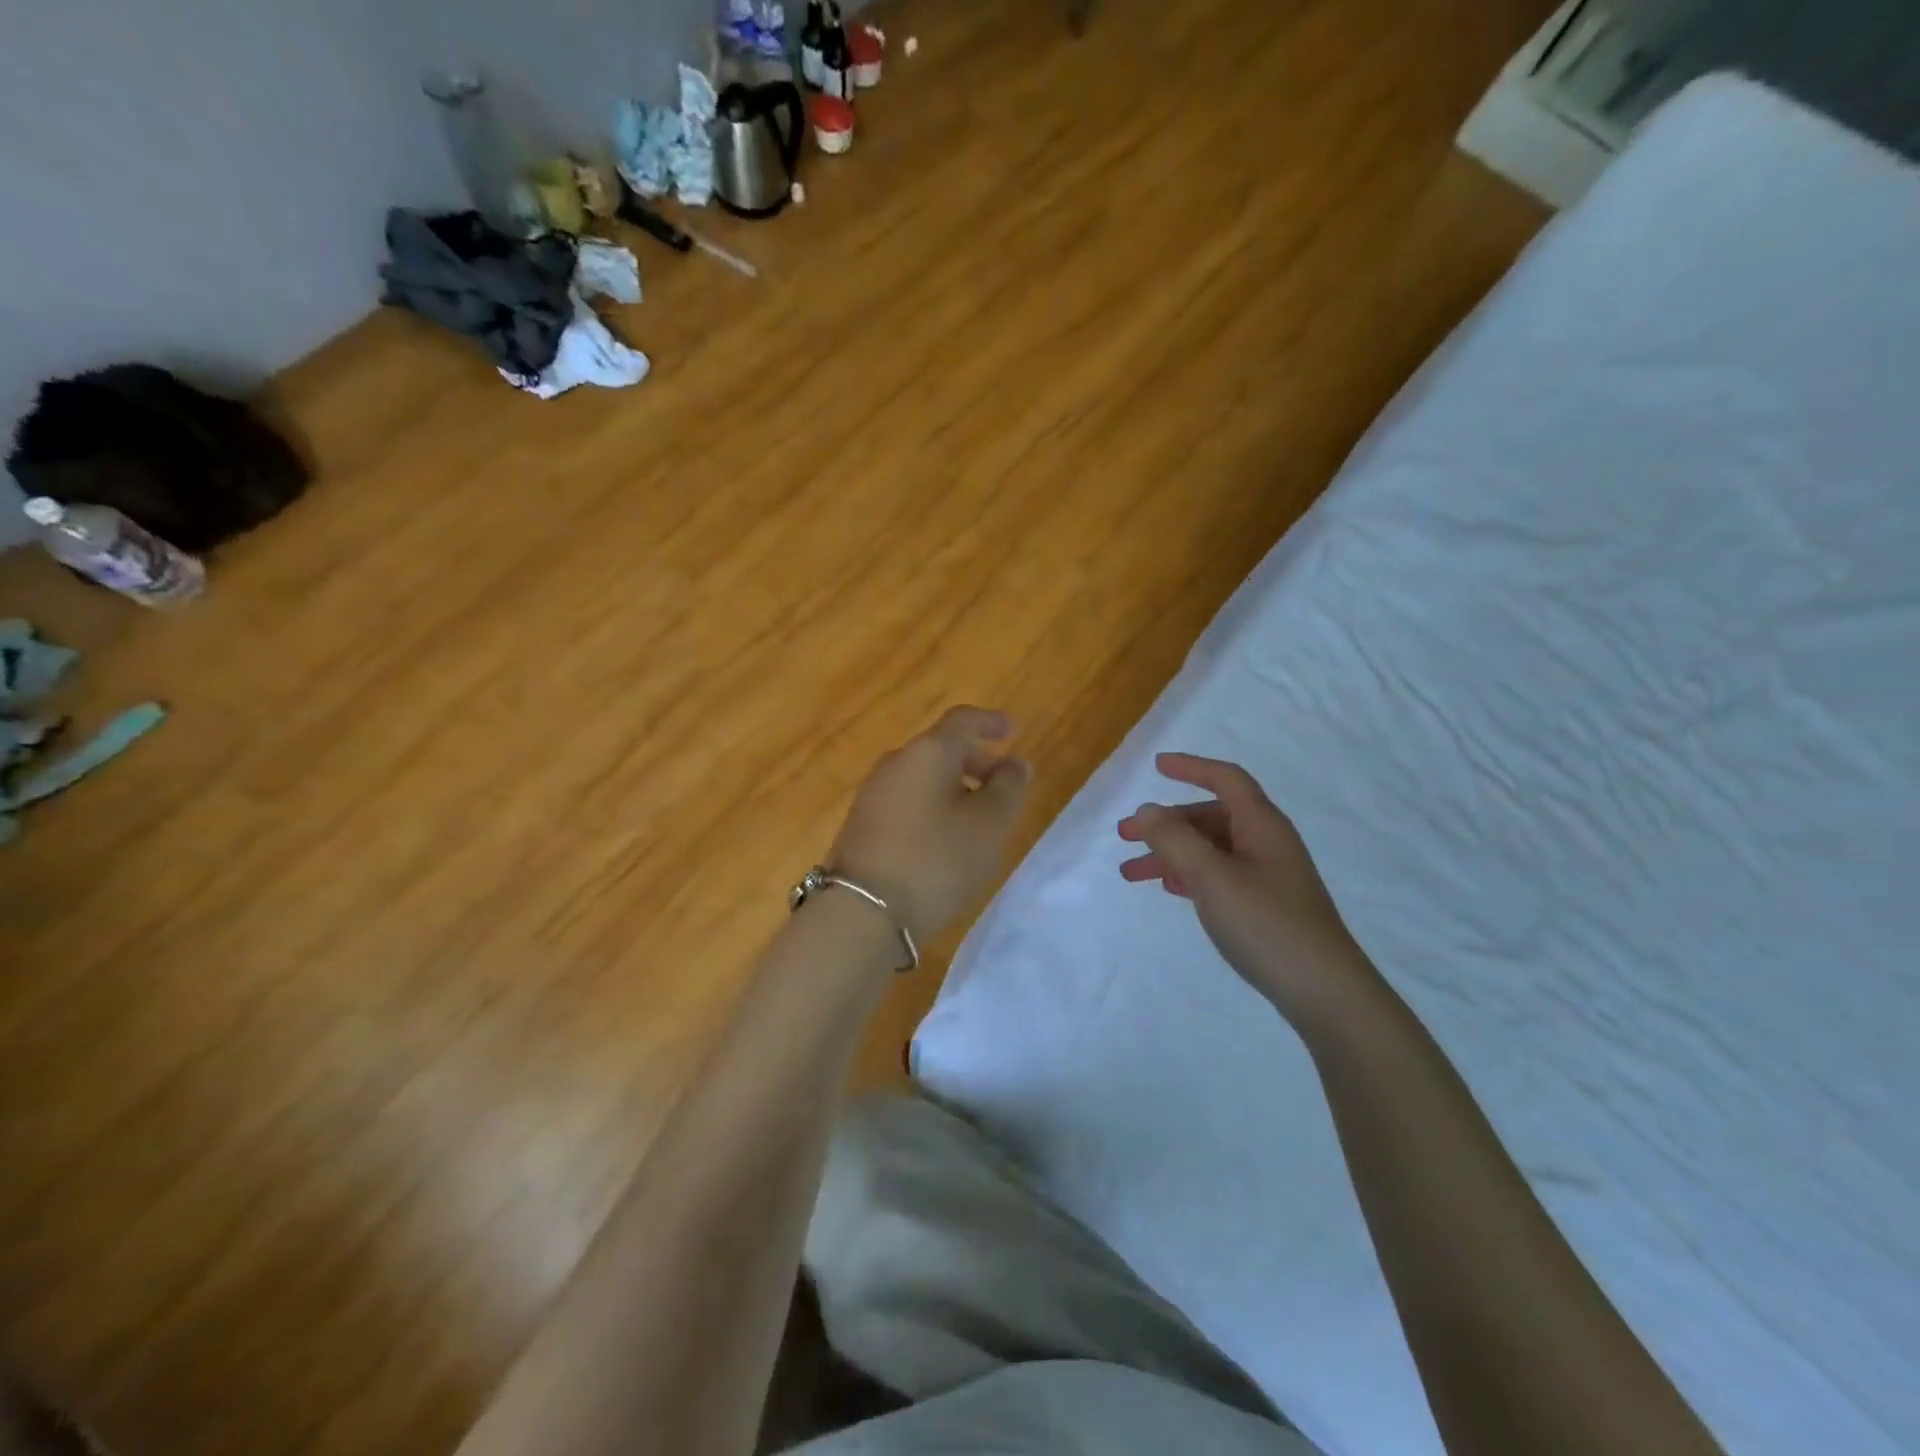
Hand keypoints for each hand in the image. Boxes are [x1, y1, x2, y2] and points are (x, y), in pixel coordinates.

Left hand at [828, 706, 1031, 945]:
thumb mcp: (988, 824)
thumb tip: (1014, 764)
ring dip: (954, 788)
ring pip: (923, 778)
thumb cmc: (936, 859)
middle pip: (940, 749)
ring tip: (978, 821)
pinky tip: (944, 841)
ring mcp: (873, 794)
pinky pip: (906, 802)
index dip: (990, 721)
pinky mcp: (862, 825)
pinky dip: (932, 808)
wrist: (863, 911)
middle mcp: (896, 763)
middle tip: (1003, 786)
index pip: (962, 720)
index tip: (1013, 730)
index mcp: (927, 752)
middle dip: (975, 762)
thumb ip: (1008, 787)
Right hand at [1118, 753, 1376, 1030]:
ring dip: (1171, 854)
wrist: (1323, 991)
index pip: (1226, 779)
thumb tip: (1147, 810)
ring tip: (1132, 873)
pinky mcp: (1266, 905)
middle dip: (1166, 823)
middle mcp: (1267, 843)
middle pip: (1211, 817)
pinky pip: (1220, 875)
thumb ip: (1175, 839)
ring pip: (1211, 849)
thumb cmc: (1266, 923)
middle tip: (1124, 836)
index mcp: (1261, 825)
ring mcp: (1268, 876)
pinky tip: (1170, 888)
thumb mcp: (1212, 876)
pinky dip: (1190, 875)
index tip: (1157, 766)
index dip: (1192, 767)